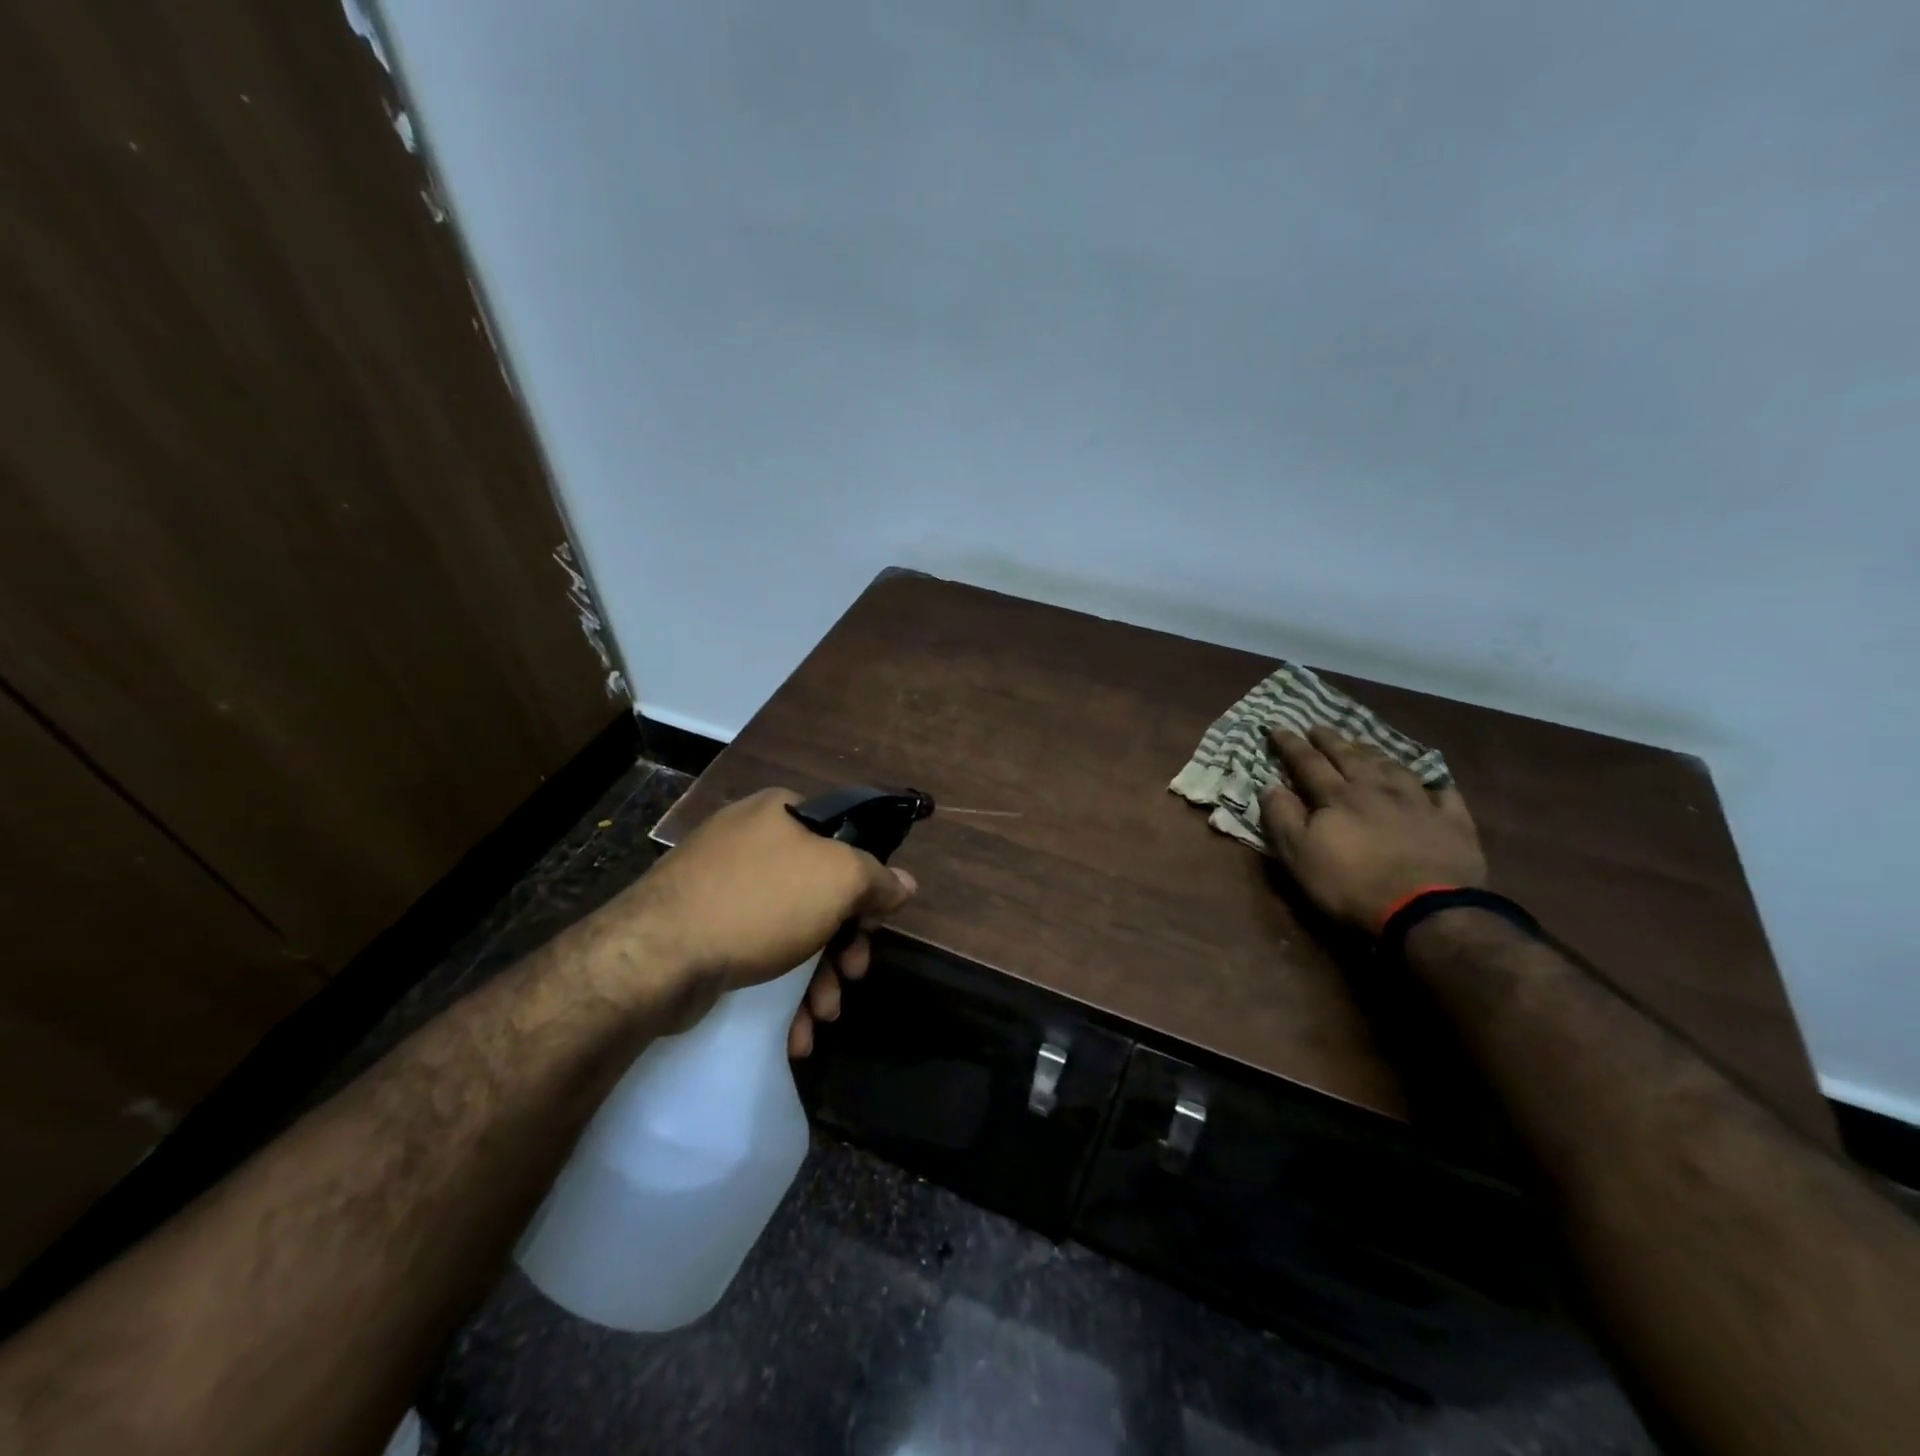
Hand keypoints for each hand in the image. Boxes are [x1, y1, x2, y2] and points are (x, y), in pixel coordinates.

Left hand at [611, 788, 915, 1051]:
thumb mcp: (838, 879)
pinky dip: (780, 992)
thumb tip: (905, 884)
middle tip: (852, 975)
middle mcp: (749, 842)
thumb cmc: (760, 903)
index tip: (872, 925)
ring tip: (823, 1016)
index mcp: (780, 812)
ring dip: (816, 979)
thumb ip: (878, 878)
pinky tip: (793, 1032)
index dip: (866, 884)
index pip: (843, 840)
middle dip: (842, 946)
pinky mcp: (699, 931)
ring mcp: (720, 887)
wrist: (655, 957)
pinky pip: (756, 955)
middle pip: (819, 894)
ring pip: (789, 932)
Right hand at [1259, 725, 1485, 933]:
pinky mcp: (1453, 823)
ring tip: (1365, 746)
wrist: (1427, 910)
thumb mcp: (1299, 855)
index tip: (1276, 727)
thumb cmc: (1352, 884)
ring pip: (1394, 768)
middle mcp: (1377, 790)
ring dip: (1375, 754)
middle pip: (1350, 758)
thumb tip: (1268, 786)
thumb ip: (1282, 817)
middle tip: (1318, 726)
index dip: (1290, 745)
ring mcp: (1419, 803)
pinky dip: (1434, 784)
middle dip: (1331, 740)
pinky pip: (1444, 794)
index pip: (1308, 762)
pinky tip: (1432, 782)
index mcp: (1338, 797)